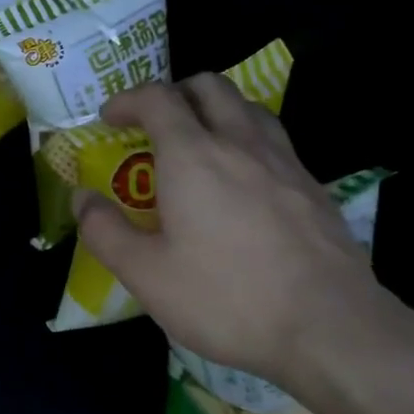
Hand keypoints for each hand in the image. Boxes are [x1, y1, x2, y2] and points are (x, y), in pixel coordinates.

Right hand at [74, 76, 407, 392]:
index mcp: (193, 156)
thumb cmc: (227, 297)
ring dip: (215, 110)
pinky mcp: (313, 186)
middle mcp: (239, 143)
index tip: (109, 118)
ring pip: (247, 106)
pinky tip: (243, 183)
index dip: (127, 99)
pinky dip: (247, 139)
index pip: (157, 98)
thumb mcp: (146, 275)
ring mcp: (283, 161)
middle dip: (174, 93)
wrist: (331, 327)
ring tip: (199, 144)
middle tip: (154, 124)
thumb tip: (82, 199)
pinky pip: (274, 140)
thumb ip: (105, 231)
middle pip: (208, 86)